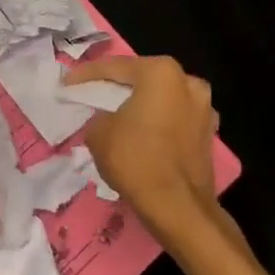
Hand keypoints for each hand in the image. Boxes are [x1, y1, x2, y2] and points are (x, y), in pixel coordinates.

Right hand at [65, 55, 245, 257]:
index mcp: (160, 73)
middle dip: (117, 86)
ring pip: (161, 99)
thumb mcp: (98, 132)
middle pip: (142, 79)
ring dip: (140, 104)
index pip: (114, 67)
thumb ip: (99, 114)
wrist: (177, 207)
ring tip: (116, 115)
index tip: (66, 83)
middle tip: (92, 94)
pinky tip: (140, 134)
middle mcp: (187, 82)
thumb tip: (107, 117)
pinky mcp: (208, 134)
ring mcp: (204, 109)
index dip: (86, 75)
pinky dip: (156, 123)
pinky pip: (173, 119)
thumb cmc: (135, 159)